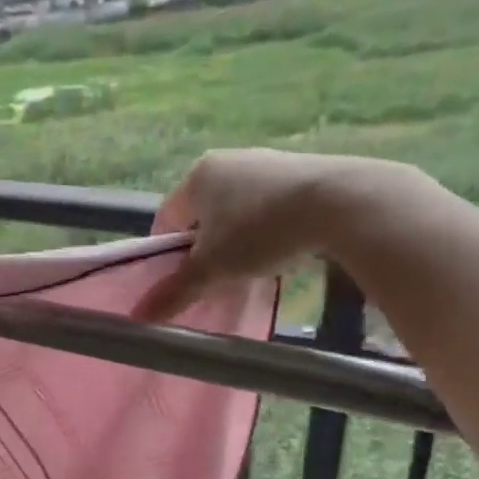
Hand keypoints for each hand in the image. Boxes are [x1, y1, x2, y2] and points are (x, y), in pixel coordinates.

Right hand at [133, 150, 408, 323]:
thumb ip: (174, 292)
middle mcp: (229, 160)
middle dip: (205, 248)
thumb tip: (136, 318)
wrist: (342, 204)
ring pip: (238, 210)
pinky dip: (269, 229)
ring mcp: (268, 162)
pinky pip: (271, 205)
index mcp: (198, 175)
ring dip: (237, 240)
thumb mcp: (213, 269)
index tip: (180, 281)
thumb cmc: (261, 232)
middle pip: (203, 214)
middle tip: (216, 279)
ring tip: (251, 270)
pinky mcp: (304, 171)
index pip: (167, 218)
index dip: (167, 254)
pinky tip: (283, 251)